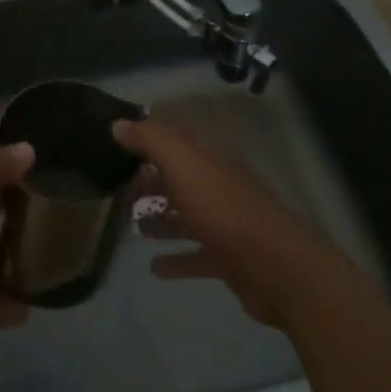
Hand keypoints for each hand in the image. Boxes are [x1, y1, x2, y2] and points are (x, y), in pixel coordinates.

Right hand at [114, 117, 338, 327]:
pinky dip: (176, 260)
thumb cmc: (223, 209)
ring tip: (132, 227)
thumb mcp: (183, 164)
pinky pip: (196, 256)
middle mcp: (216, 186)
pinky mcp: (229, 259)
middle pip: (178, 180)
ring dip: (161, 221)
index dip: (146, 143)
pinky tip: (154, 268)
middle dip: (150, 183)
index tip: (116, 149)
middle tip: (117, 193)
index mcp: (208, 160)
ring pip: (186, 217)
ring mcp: (225, 224)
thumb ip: (151, 140)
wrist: (275, 267)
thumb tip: (118, 123)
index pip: (174, 143)